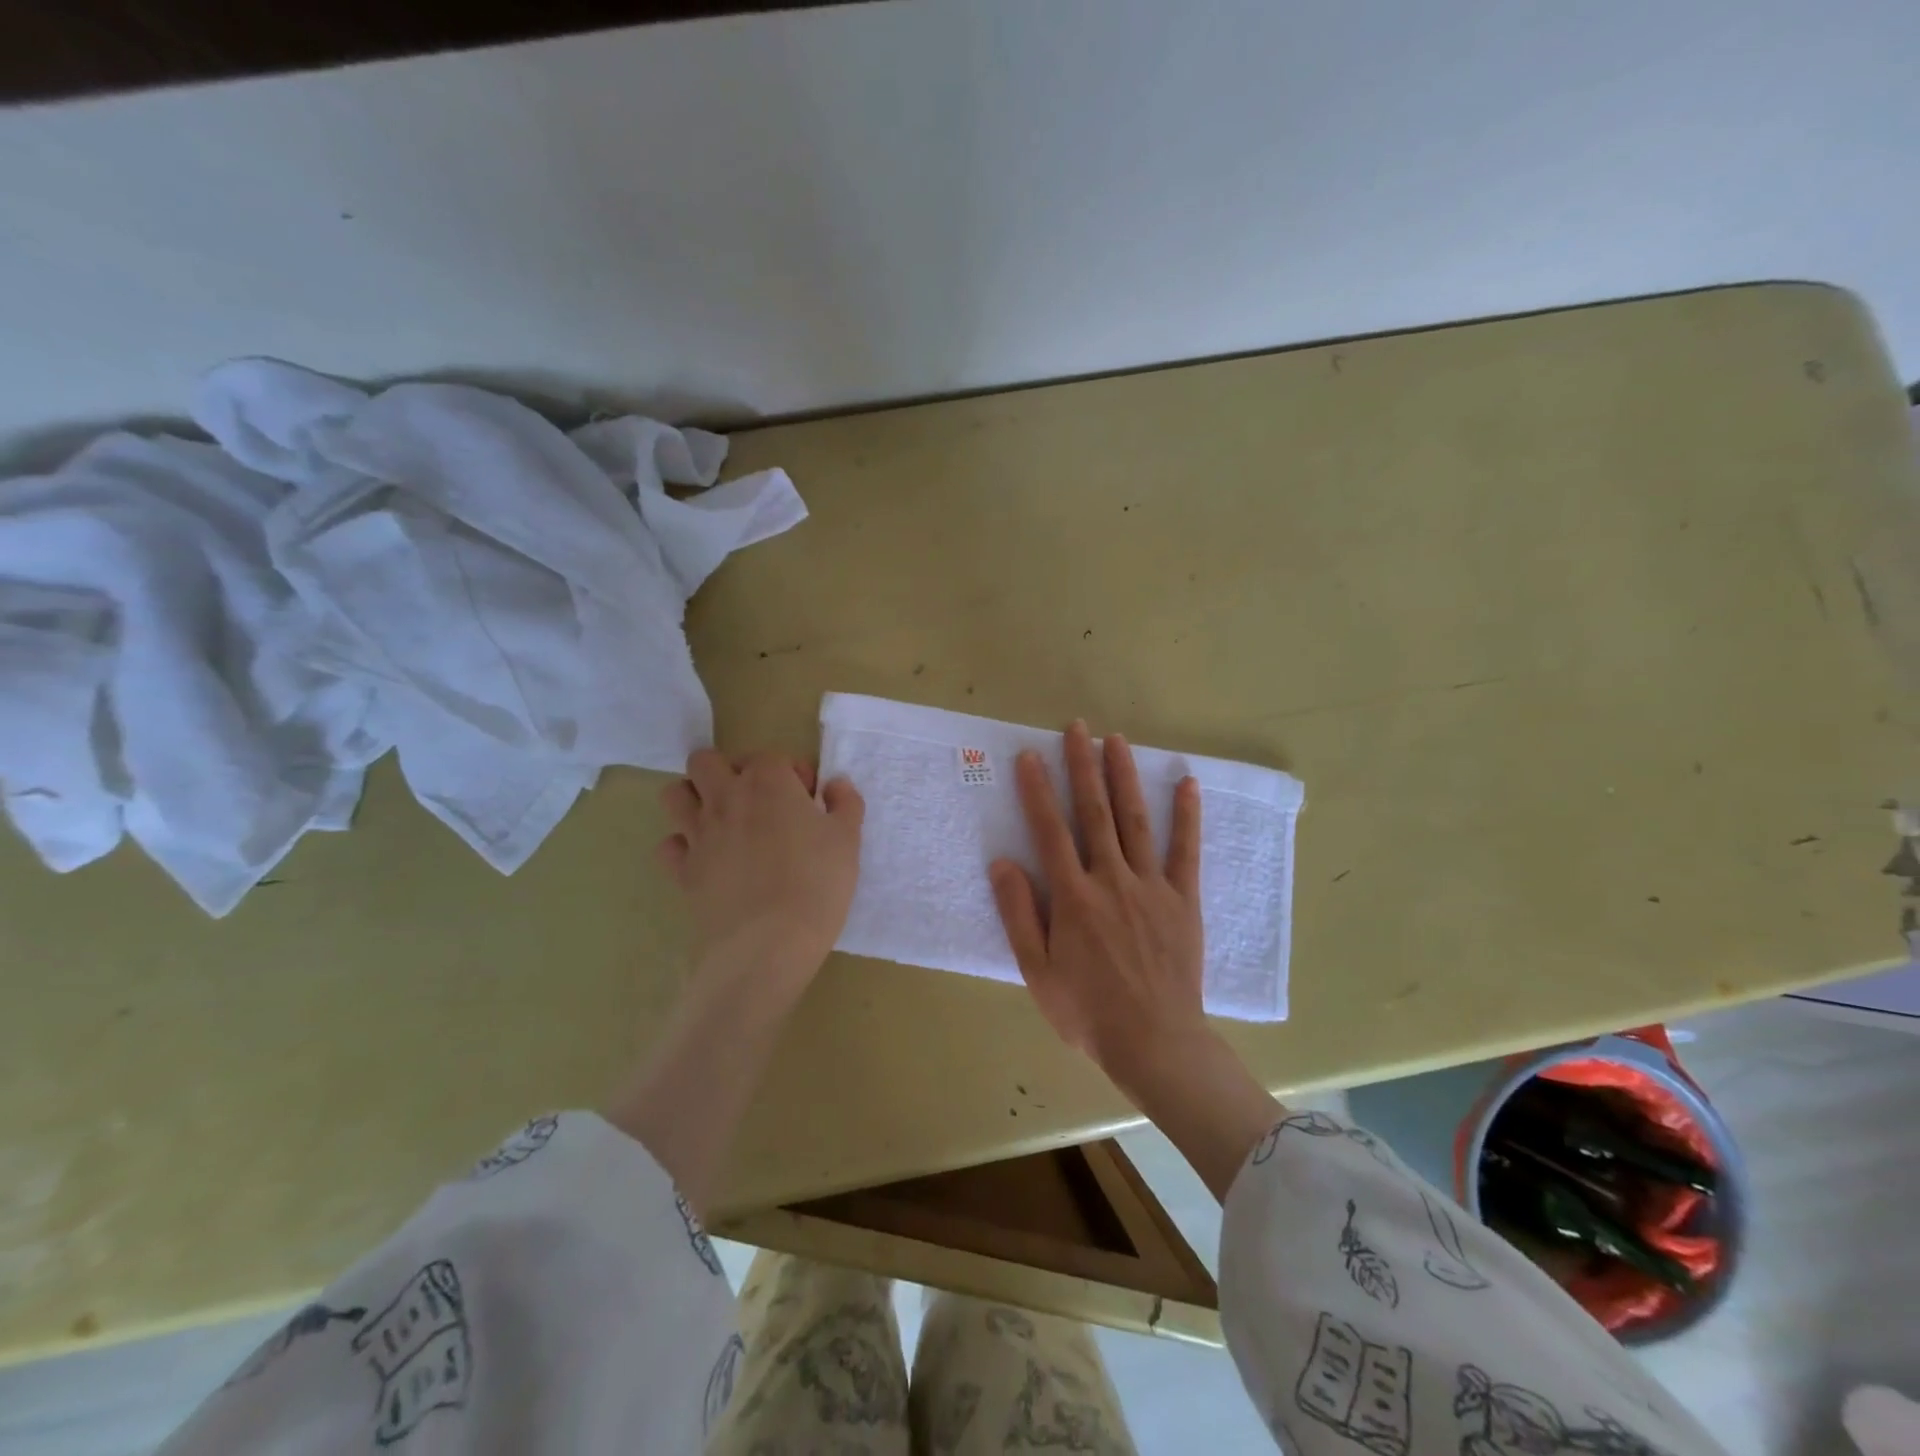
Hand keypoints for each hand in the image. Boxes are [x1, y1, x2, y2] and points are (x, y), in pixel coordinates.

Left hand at [657, 749, 864, 1007]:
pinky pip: (670, 844)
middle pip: (706, 762)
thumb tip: (835, 785)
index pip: (772, 757)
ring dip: (695, 799)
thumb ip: (845, 803)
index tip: (810, 802)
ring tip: (725, 822)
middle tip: (758, 802)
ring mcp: (698, 833)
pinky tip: (708, 859)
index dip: (793, 775)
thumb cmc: (817, 884)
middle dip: (729, 771)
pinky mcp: (683, 870)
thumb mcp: (848, 840)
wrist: (768, 944)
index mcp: (768, 782)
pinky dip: (684, 846)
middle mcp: (726, 797)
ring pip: (675, 794)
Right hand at [989, 721, 1285, 1200]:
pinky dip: (1187, 815)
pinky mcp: (1183, 899)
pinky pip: (1186, 850)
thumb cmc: (1088, 1011)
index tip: (1030, 756)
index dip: (1038, 791)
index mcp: (1073, 897)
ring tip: (1116, 740)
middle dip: (1082, 767)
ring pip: (1135, 820)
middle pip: (1094, 813)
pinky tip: (1186, 782)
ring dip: (1124, 777)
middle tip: (1076, 728)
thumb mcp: (1037, 971)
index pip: (1050, 831)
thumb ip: (1020, 914)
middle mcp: (1111, 880)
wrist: (1155, 1043)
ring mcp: (1151, 886)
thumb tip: (1003, 862)